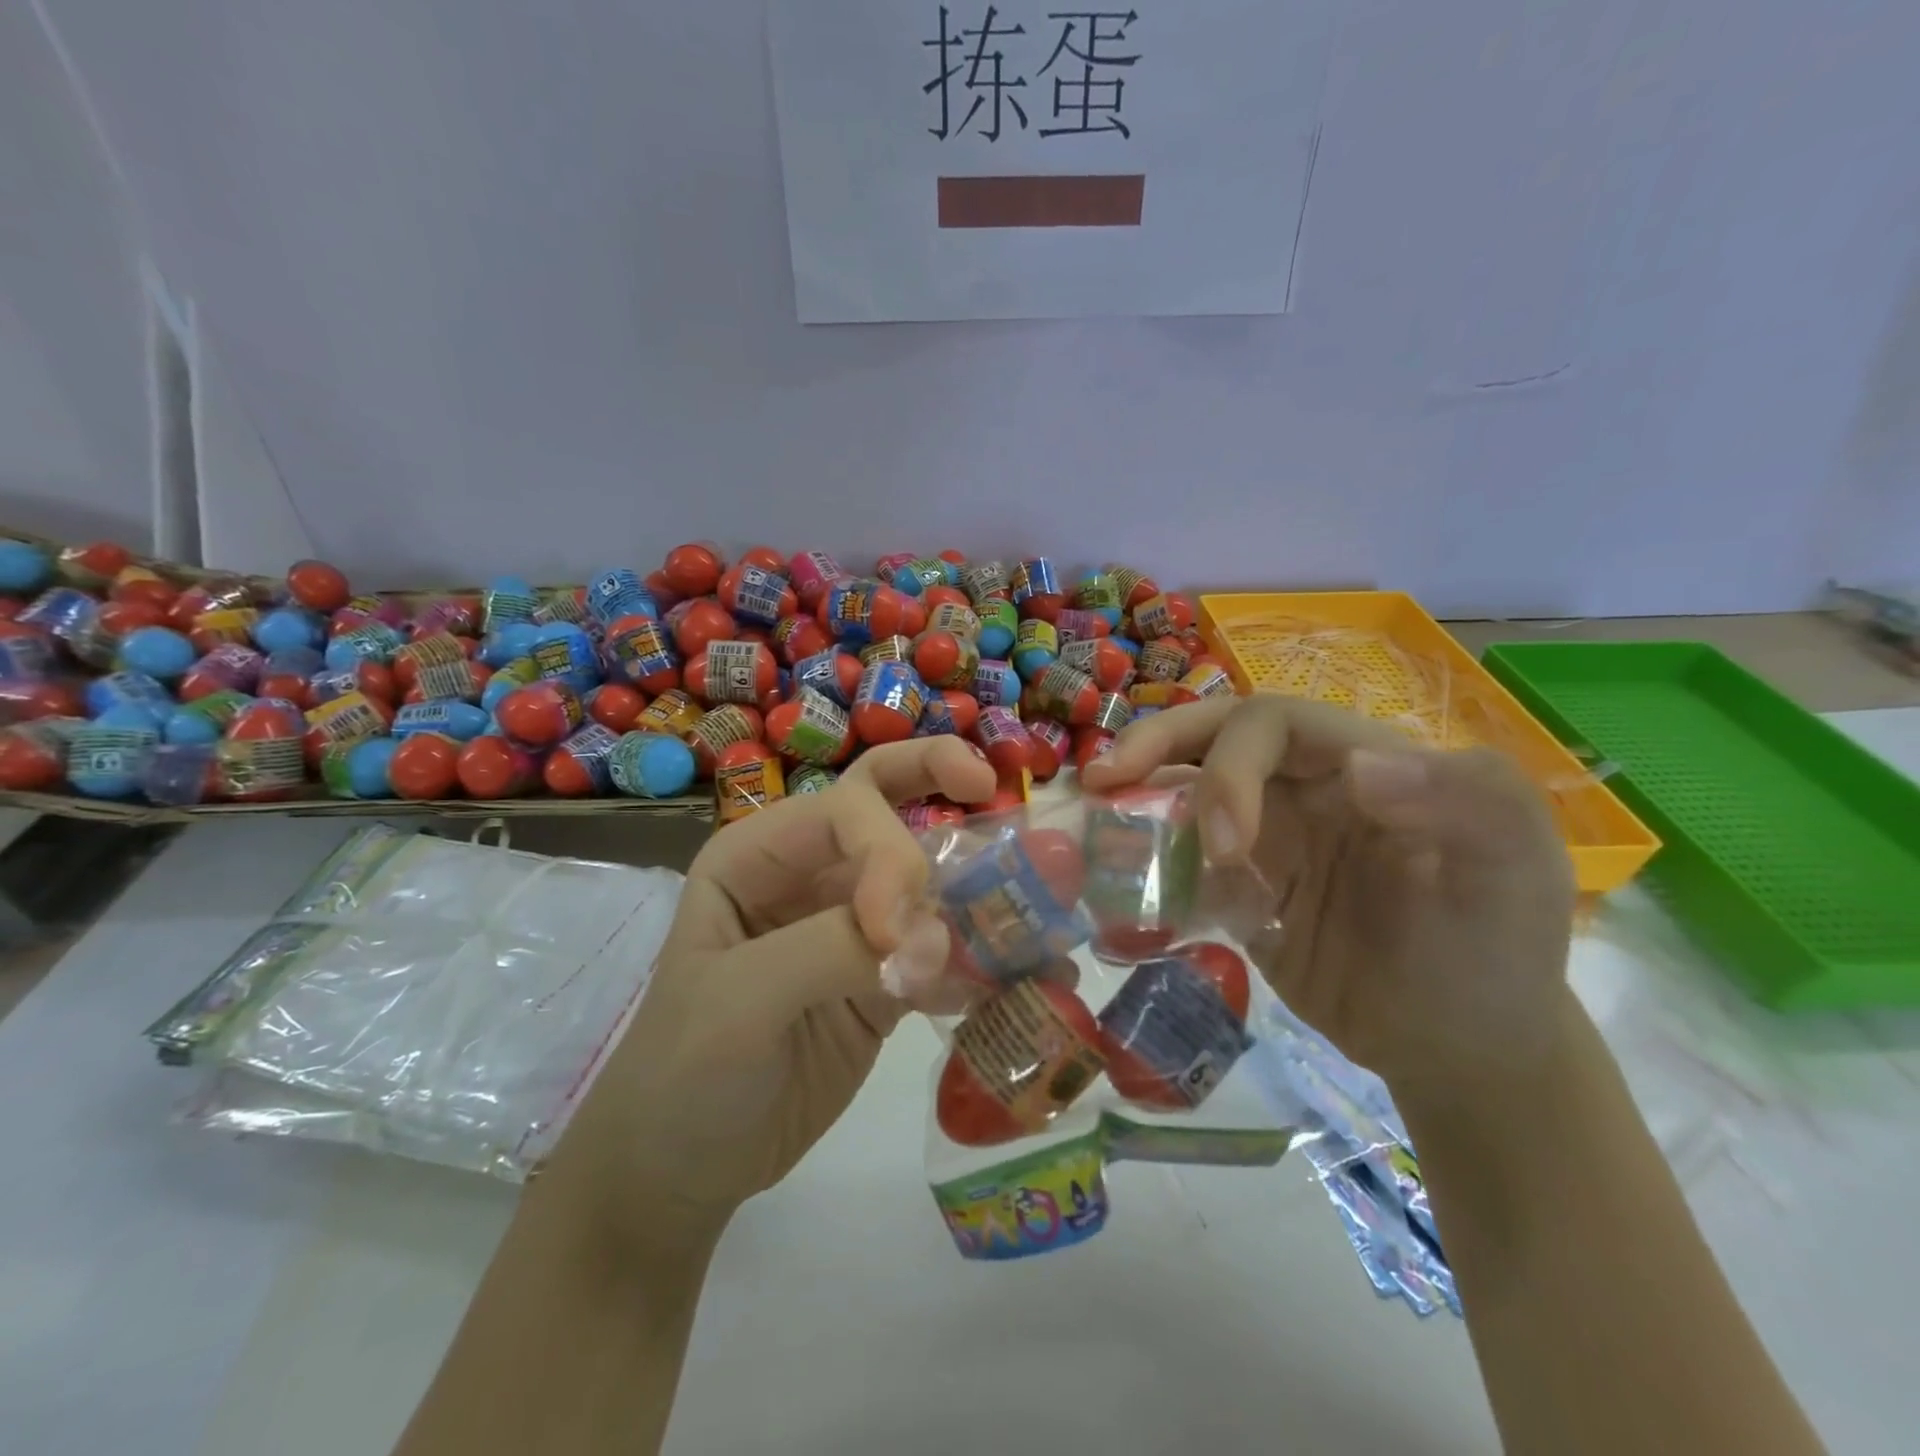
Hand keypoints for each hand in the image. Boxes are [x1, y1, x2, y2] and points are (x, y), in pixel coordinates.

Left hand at [541, 737, 994, 1252]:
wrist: (682, 1171)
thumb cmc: (684, 1072)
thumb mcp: (739, 1001)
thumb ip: (832, 950)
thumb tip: (934, 938)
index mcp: (759, 857)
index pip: (843, 812)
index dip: (888, 855)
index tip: (899, 935)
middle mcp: (810, 876)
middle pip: (882, 803)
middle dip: (935, 778)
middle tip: (988, 785)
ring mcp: (852, 927)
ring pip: (927, 879)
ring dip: (982, 881)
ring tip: (1045, 892)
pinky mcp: (884, 981)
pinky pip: (944, 951)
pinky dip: (986, 956)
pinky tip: (1033, 971)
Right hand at [1080, 696, 1577, 1102]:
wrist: (1459, 1050)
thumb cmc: (1495, 955)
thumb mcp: (1517, 876)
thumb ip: (1469, 804)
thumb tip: (1360, 767)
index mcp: (1359, 760)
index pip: (1271, 722)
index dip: (1230, 765)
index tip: (1225, 845)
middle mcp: (1302, 786)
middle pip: (1213, 736)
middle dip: (1157, 747)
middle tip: (1102, 777)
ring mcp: (1266, 837)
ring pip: (1185, 787)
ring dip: (1137, 792)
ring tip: (1089, 811)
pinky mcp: (1238, 888)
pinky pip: (1179, 857)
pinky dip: (1141, 858)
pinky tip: (1110, 876)